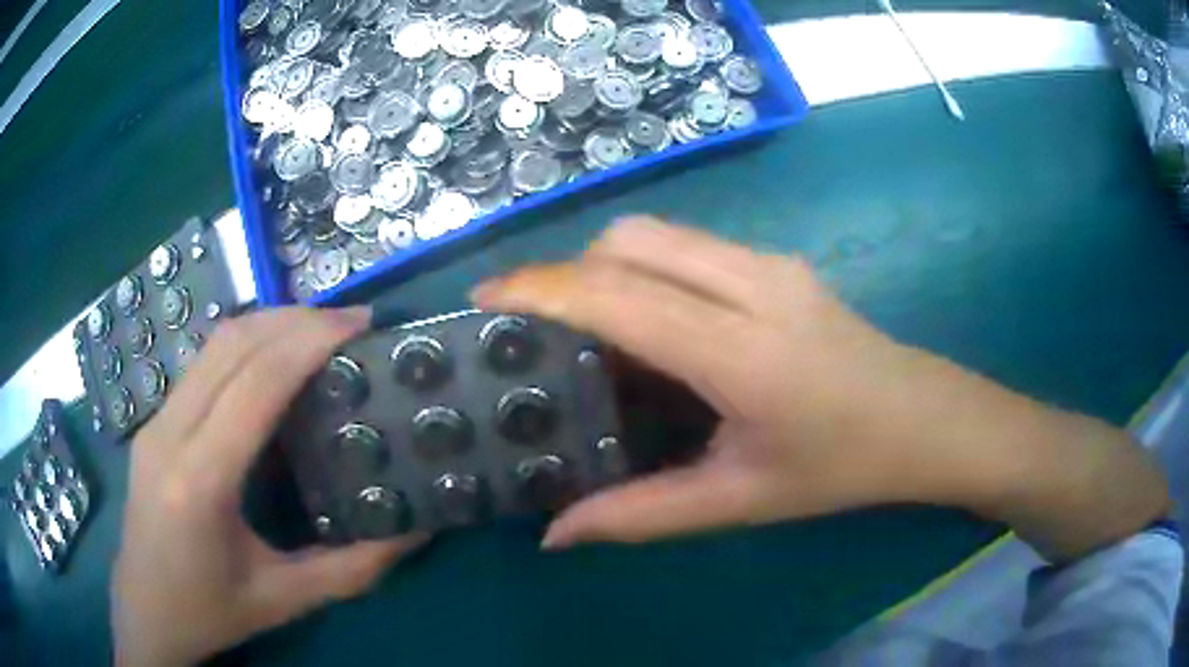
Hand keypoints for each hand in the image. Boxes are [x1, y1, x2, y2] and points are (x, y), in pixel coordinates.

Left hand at [111, 308, 428, 666]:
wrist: (144, 613)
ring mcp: (155, 423)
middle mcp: (169, 436)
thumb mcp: (284, 600)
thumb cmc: (209, 612)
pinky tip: (273, 361)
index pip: (255, 384)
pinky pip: (202, 365)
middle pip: (231, 344)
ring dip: (269, 324)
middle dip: (295, 319)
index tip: (360, 324)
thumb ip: (351, 569)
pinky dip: (245, 345)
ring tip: (320, 331)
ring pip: (212, 345)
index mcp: (199, 482)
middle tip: (351, 323)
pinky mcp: (153, 424)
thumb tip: (413, 533)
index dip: (309, 341)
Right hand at [472, 217, 1168, 559]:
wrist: (927, 420)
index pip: (620, 296)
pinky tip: (658, 328)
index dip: (542, 289)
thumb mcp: (740, 500)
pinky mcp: (782, 263)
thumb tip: (556, 533)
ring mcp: (773, 264)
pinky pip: (692, 248)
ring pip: (661, 234)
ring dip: (611, 268)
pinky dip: (650, 271)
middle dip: (571, 272)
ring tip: (595, 332)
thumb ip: (641, 514)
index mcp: (743, 350)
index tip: (485, 298)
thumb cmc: (844, 467)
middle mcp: (754, 283)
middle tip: (545, 331)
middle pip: (633, 240)